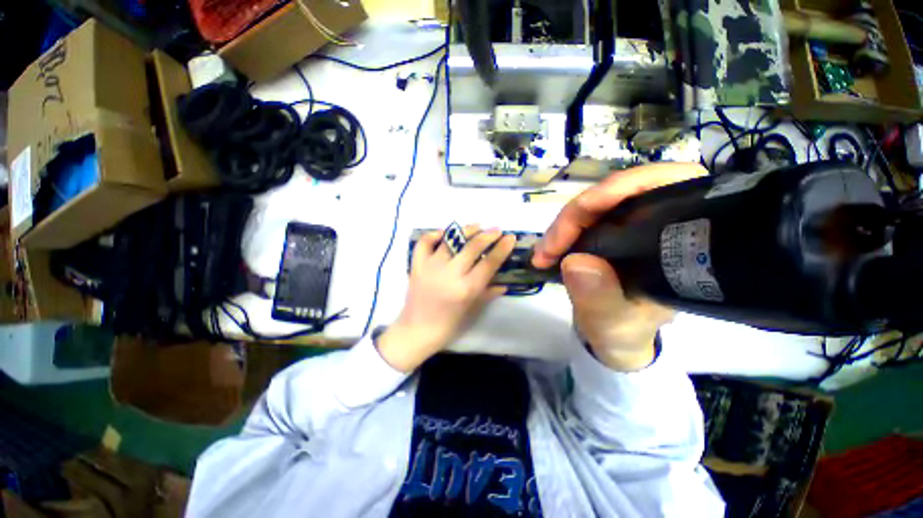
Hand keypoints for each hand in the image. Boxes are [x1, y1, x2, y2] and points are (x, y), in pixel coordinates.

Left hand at [377, 226, 515, 372]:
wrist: (417, 330)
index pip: (489, 263)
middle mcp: (450, 274)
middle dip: (488, 235)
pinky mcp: (416, 265)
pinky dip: (434, 234)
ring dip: (466, 230)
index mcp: (466, 289)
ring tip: (477, 226)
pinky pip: (424, 242)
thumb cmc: (448, 325)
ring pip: (451, 240)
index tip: (510, 237)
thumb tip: (504, 282)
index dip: (502, 248)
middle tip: (497, 230)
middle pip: (472, 247)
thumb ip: (489, 293)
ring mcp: (431, 267)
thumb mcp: (472, 310)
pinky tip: (445, 233)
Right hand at [533, 163, 707, 370]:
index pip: (662, 185)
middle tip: (547, 249)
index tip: (577, 217)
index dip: (618, 189)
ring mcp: (629, 226)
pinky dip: (561, 232)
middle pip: (616, 192)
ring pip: (594, 204)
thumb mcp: (613, 323)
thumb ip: (599, 298)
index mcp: (678, 240)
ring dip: (563, 225)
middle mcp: (657, 225)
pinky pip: (581, 220)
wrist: (616, 336)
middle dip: (575, 216)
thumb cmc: (624, 331)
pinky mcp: (607, 233)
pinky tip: (547, 249)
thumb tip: (575, 261)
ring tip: (543, 253)